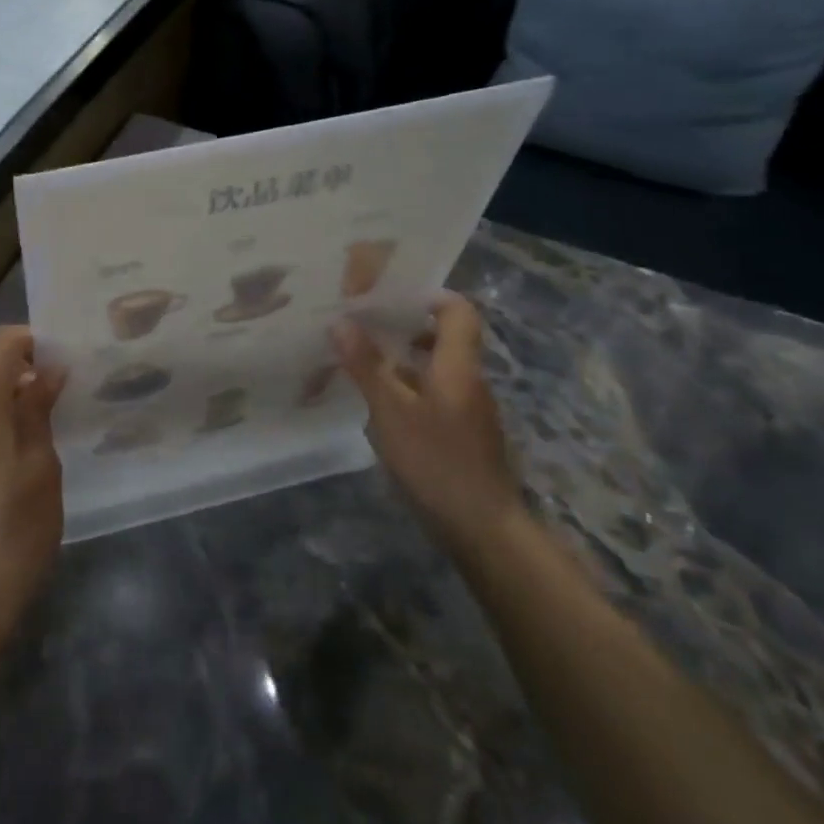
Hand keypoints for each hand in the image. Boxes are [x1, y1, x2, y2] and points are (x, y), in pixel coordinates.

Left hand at [0, 326, 65, 651]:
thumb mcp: (42, 467)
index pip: (2, 346)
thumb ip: (38, 410)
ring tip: (40, 428)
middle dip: (21, 373)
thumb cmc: (17, 529)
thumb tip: (47, 370)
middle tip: (60, 397)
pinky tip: (11, 459)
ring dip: (4, 401)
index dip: (32, 340)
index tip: (62, 357)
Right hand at [332, 294, 520, 561]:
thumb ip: (366, 366)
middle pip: (447, 338)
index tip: (390, 295)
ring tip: (363, 362)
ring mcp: (471, 410)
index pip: (459, 312)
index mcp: (458, 366)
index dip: (430, 296)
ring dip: (404, 360)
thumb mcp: (391, 412)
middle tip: (364, 326)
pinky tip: (382, 405)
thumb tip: (340, 321)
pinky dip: (411, 389)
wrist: (484, 529)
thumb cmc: (437, 462)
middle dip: (406, 328)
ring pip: (439, 369)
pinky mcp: (465, 435)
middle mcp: (470, 381)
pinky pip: (437, 395)